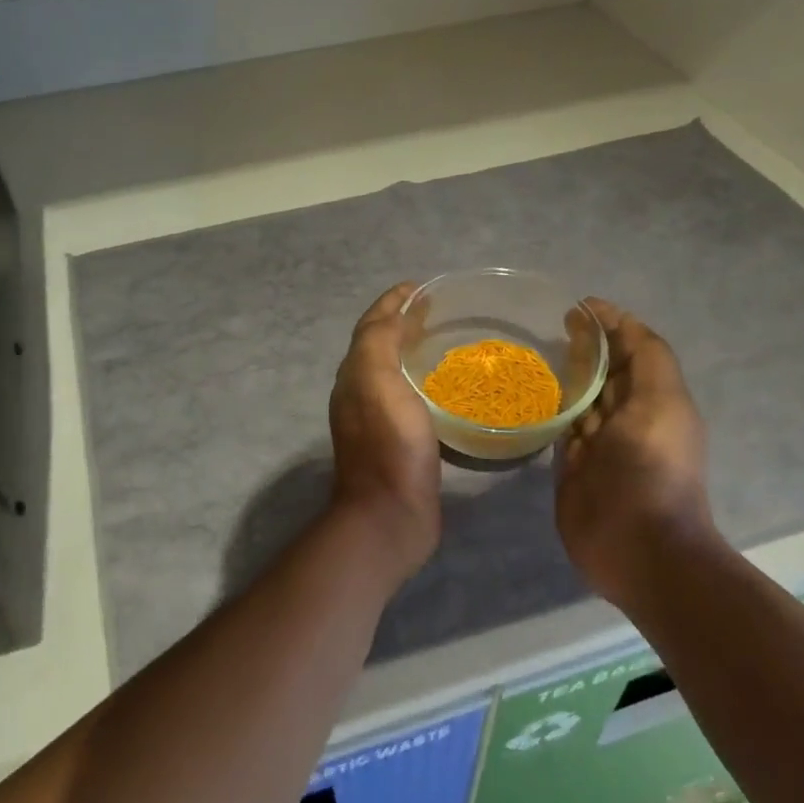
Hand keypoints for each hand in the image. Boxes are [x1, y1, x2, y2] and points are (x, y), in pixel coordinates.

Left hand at [328, 284, 442, 573]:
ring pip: (394, 372)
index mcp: (354, 375)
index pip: (371, 326)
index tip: (420, 287)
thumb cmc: (388, 445)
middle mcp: (361, 393)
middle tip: (437, 311)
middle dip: (402, 323)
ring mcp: (379, 420)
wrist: (390, 515)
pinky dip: (424, 382)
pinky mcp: (401, 442)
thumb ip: (377, 342)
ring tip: (445, 340)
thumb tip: (393, 315)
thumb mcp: (377, 382)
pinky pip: (410, 398)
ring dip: (413, 351)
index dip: (392, 302)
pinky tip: (449, 387)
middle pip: (379, 346)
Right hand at [555, 299, 719, 605]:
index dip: (612, 324)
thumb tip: (620, 323)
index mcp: (654, 399)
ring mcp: (596, 444)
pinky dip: (547, 409)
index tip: (579, 304)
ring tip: (533, 349)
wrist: (639, 547)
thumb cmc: (653, 469)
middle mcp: (626, 417)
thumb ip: (649, 360)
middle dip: (586, 344)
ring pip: (580, 398)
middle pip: (605, 371)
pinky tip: (525, 393)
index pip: (634, 350)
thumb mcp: (662, 404)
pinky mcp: (570, 467)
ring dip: (564, 374)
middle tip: (552, 322)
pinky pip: (558, 429)